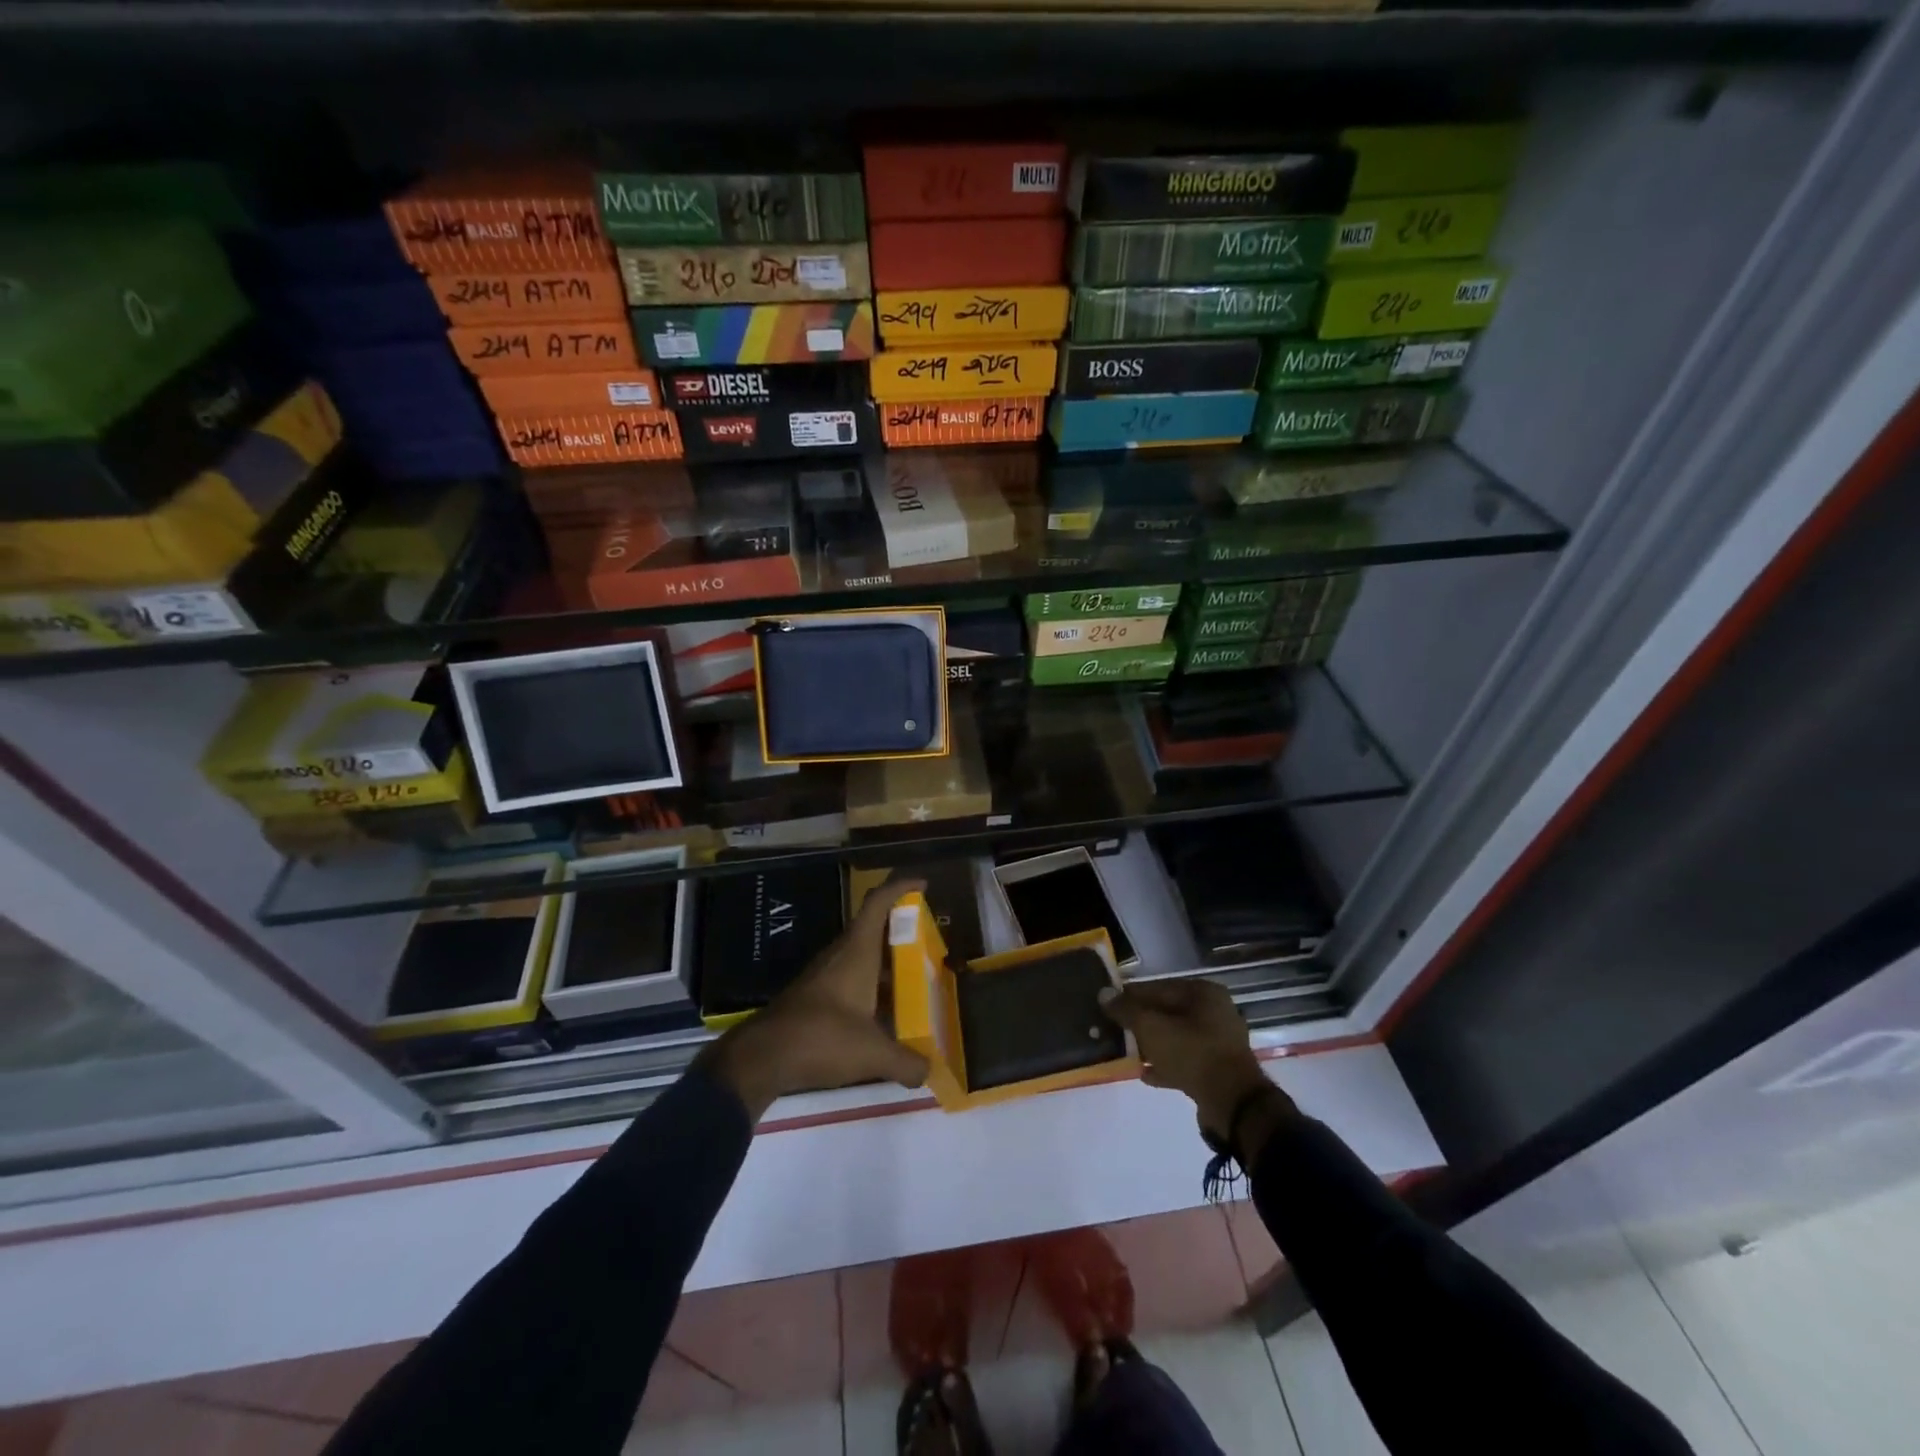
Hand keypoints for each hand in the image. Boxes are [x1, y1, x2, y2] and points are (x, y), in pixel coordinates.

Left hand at [700, 879, 931, 1121]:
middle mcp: (840, 955)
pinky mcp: (812, 997)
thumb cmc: (821, 1039)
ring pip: (861, 957)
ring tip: (913, 983)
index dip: (901, 886)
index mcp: (857, 952)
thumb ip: (905, 1062)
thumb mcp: (872, 1054)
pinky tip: (883, 1017)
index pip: (878, 903)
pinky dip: (869, 989)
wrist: (760, 1059)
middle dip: (901, 932)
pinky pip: (849, 980)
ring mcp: (823, 975)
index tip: (923, 884)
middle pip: (873, 929)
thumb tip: (928, 1072)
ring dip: (885, 964)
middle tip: (929, 946)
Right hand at [1100, 980, 1291, 1148]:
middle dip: (1140, 1022)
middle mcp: (1214, 1012)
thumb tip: (1104, 994)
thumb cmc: (1192, 1053)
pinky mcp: (1218, 1070)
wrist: (1233, 1104)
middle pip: (1166, 1012)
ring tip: (1126, 1052)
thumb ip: (1126, 1009)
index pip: (1156, 987)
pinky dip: (1165, 1065)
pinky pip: (1185, 1061)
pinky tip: (1144, 1074)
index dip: (1129, 995)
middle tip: (1114, 1030)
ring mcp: (1218, 1042)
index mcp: (1202, 993)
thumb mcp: (1151, 1027)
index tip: (1107, 1005)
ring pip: (1175, 1037)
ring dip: (1151, 1045)